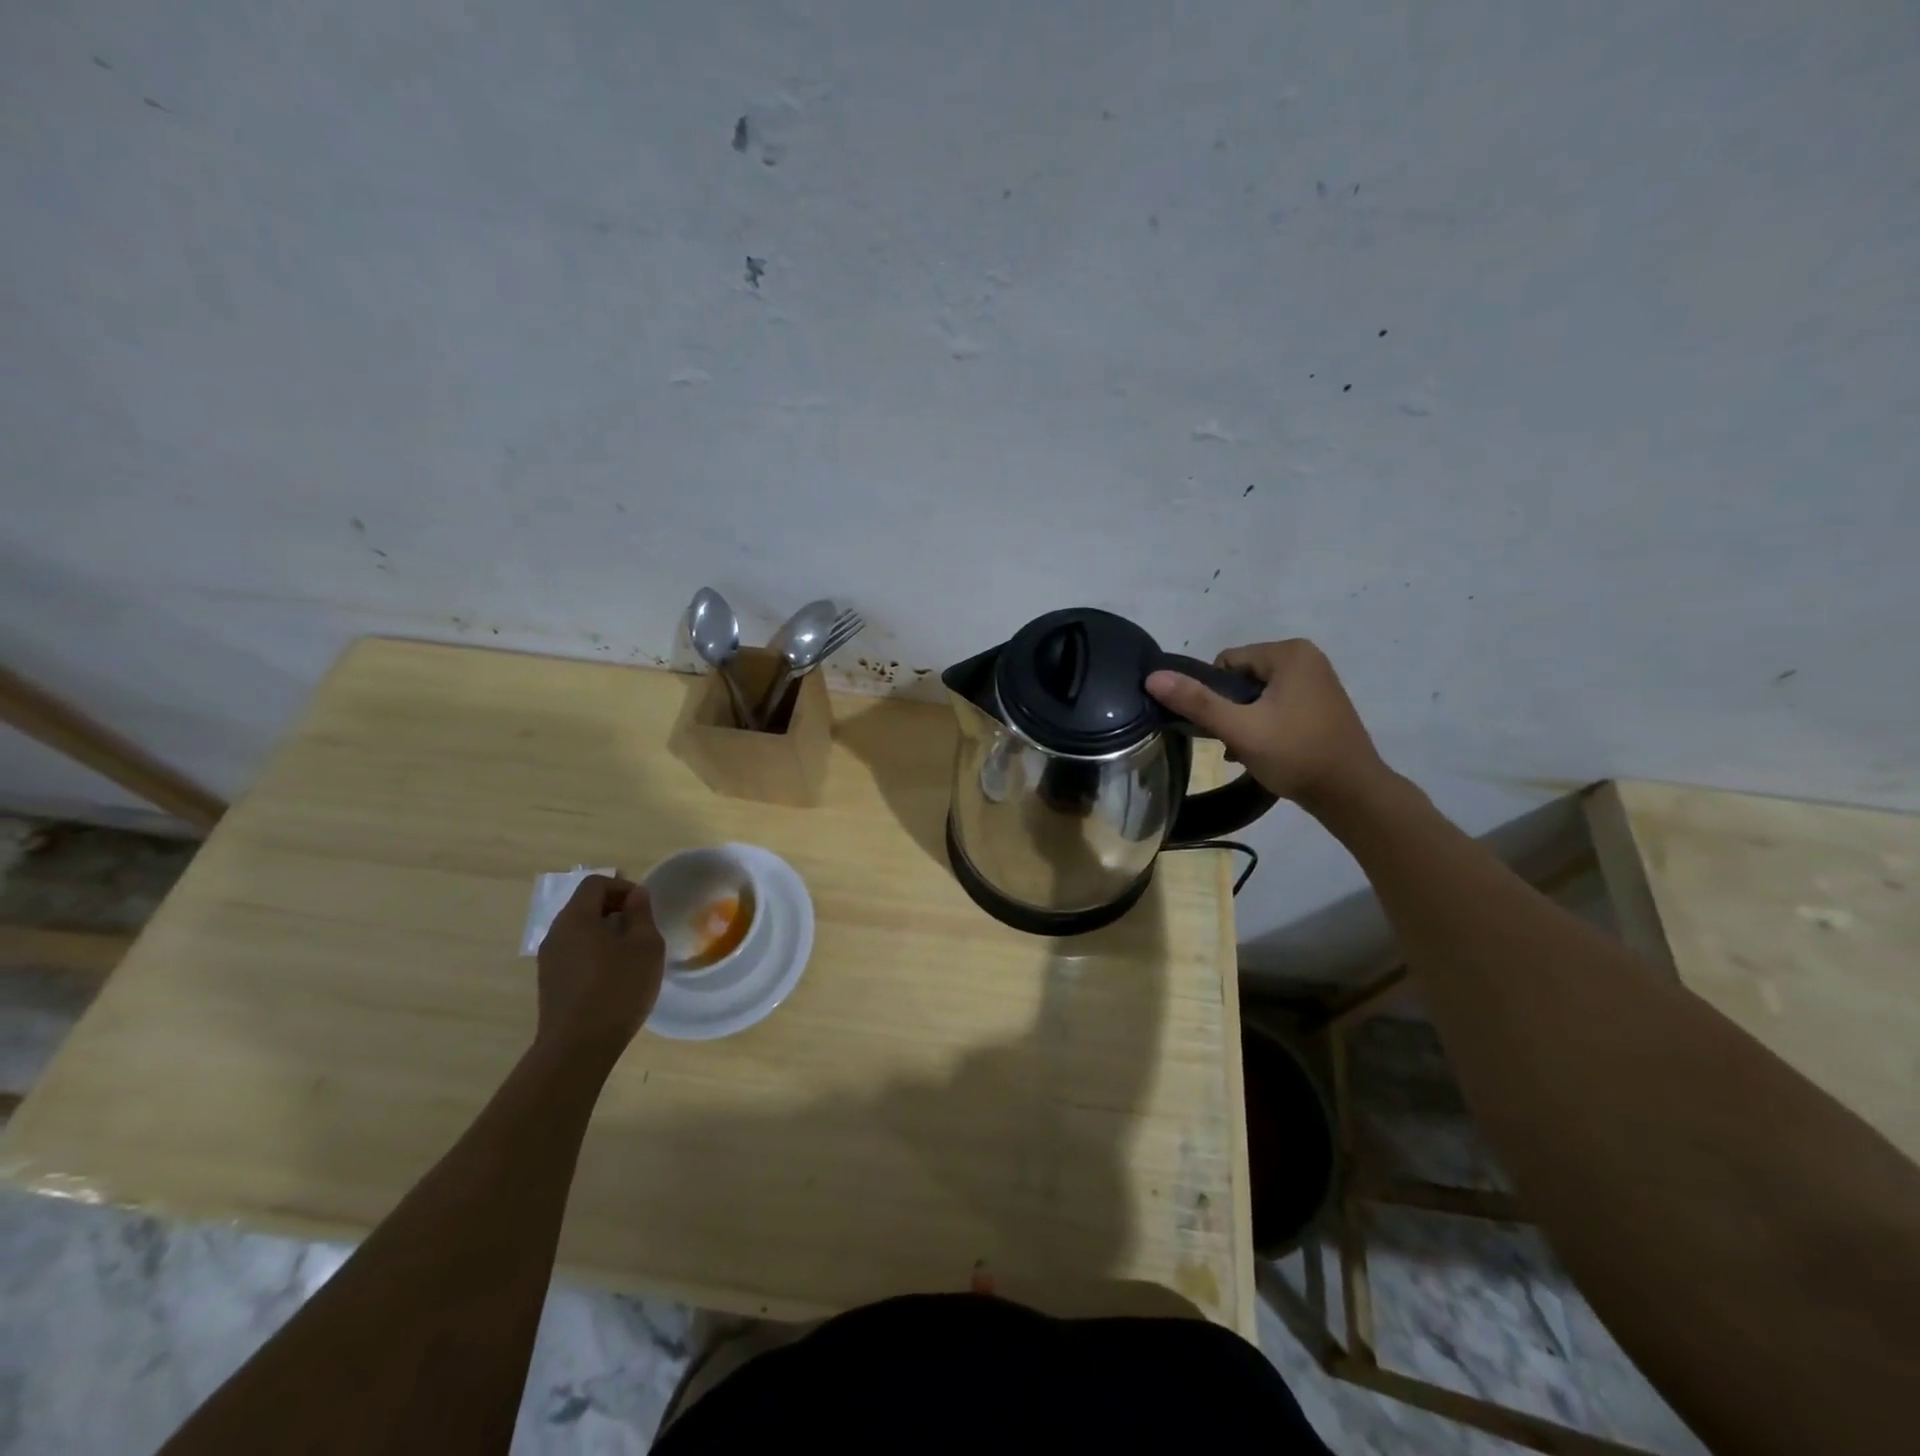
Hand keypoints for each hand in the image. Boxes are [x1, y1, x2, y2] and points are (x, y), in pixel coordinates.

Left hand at [535, 875, 664, 1061]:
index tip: (644, 906)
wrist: (577, 1048)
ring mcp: (549, 960)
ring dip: (605, 931)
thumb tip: (635, 895)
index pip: (596, 883)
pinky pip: (574, 952)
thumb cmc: (617, 989)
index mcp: (576, 918)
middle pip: (584, 905)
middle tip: (642, 927)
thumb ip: (641, 914)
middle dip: (615, 908)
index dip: (623, 886)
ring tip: (631, 952)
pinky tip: (614, 975)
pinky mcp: (550, 983)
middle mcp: (556, 933)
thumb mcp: (645, 947)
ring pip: (579, 930)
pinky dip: (595, 951)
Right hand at [1146, 639, 1390, 811]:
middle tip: (1236, 740)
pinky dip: (1265, 725)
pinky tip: (1264, 752)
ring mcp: (1317, 681)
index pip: (1226, 662)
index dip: (1215, 694)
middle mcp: (1306, 658)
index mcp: (1289, 653)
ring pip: (1257, 695)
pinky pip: (1277, 705)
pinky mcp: (1321, 704)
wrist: (1352, 794)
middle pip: (1241, 678)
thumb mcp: (1240, 729)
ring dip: (1245, 720)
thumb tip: (1152, 677)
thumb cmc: (1296, 755)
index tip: (1224, 725)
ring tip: (1248, 750)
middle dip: (1231, 709)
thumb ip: (1196, 701)